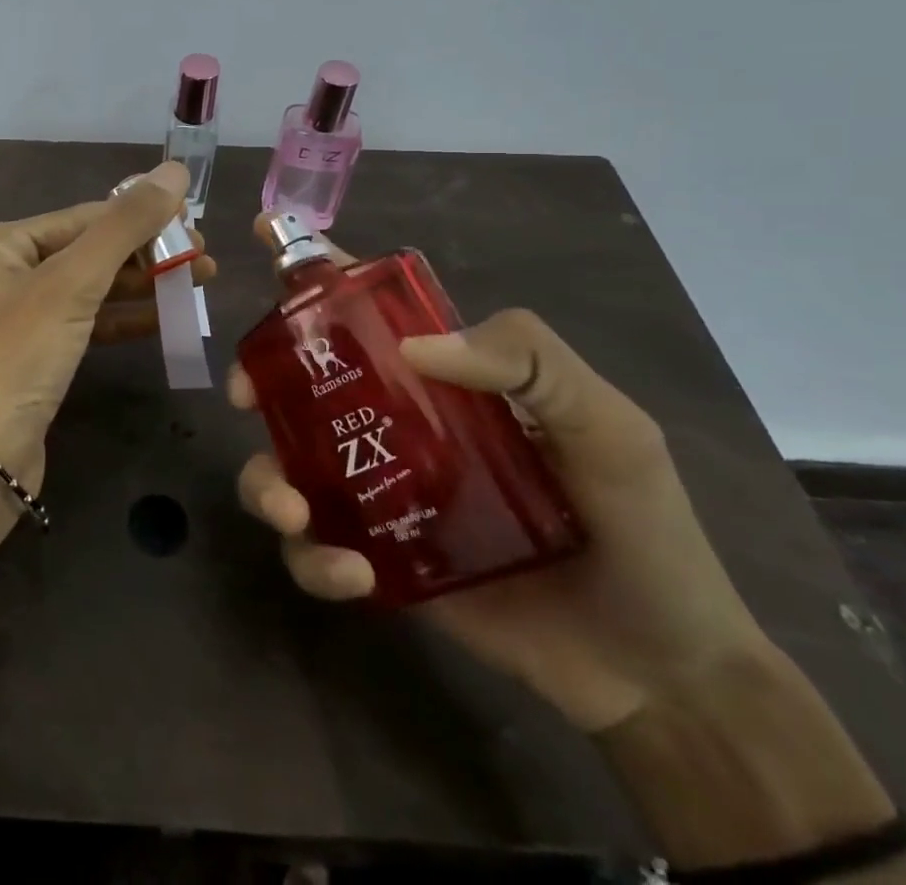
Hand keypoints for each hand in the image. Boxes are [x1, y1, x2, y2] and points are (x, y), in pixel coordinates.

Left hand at [0, 161, 208, 490]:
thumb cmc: (18, 355)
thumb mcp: (72, 284)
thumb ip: (125, 226)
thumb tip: (174, 170)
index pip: (82, 217)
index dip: (140, 218)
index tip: (195, 224)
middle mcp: (1, 270)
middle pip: (87, 250)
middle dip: (146, 254)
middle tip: (205, 260)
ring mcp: (17, 313)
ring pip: (90, 287)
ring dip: (141, 285)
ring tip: (199, 282)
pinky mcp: (34, 352)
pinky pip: (84, 321)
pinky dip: (122, 318)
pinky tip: (165, 318)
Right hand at [230, 217, 769, 733]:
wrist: (659, 671)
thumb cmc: (641, 529)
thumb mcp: (607, 426)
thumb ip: (531, 361)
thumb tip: (417, 347)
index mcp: (440, 382)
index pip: (367, 311)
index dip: (312, 273)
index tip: (262, 235)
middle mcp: (396, 427)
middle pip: (299, 386)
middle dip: (257, 380)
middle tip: (245, 397)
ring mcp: (380, 496)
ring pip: (285, 469)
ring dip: (266, 484)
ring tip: (294, 514)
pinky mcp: (377, 563)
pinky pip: (315, 553)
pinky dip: (314, 561)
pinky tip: (353, 574)